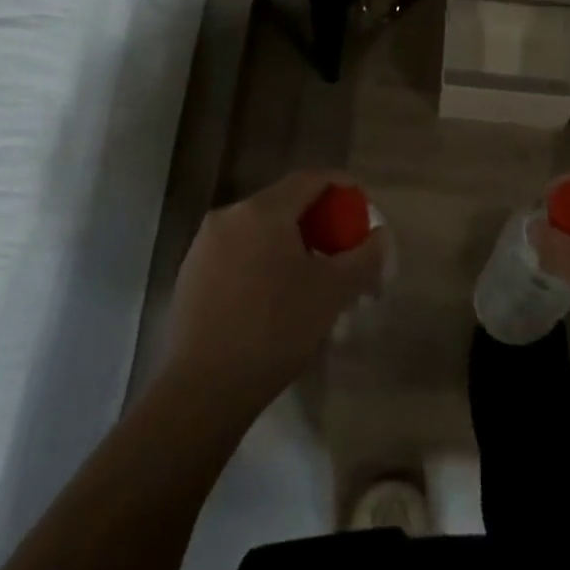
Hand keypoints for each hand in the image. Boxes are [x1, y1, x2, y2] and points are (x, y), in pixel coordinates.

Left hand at [162, 170, 386, 418]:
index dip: (342, 187)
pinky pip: (239, 254)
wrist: (203, 389)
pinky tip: (276, 299)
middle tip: (342, 252)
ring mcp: (204, 246)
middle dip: (319, 223)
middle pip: (285, 204)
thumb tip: (379, 235)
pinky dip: (264, 263)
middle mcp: (229, 216)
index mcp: (262, 210)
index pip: (311, 179)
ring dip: (292, 245)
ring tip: (313, 281)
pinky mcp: (191, 275)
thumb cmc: (276, 330)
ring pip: (260, 231)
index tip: (362, 209)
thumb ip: (364, 256)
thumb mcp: (334, 292)